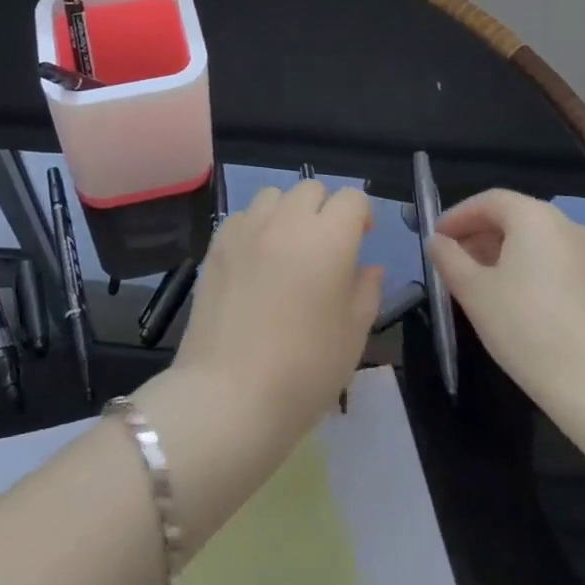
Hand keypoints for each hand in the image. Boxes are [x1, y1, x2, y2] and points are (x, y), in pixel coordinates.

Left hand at [171, 180, 382, 445]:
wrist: (229, 395)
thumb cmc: (304, 371)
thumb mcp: (353, 335)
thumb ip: (366, 291)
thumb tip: (368, 267)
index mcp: (328, 239)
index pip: (351, 199)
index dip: (361, 215)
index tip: (362, 240)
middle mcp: (287, 222)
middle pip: (311, 188)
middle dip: (325, 209)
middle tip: (326, 247)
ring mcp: (246, 230)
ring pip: (274, 196)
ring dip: (288, 212)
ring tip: (288, 249)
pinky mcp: (216, 245)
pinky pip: (243, 216)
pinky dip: (256, 227)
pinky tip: (256, 261)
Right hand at [429, 190, 584, 429]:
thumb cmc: (527, 328)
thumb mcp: (474, 292)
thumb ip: (449, 259)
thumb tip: (437, 241)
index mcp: (534, 217)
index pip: (488, 201)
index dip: (457, 216)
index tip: (436, 239)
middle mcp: (565, 225)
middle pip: (513, 216)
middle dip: (478, 234)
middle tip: (451, 261)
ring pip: (534, 240)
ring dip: (500, 252)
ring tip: (476, 282)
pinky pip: (553, 260)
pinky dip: (526, 267)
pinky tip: (511, 299)